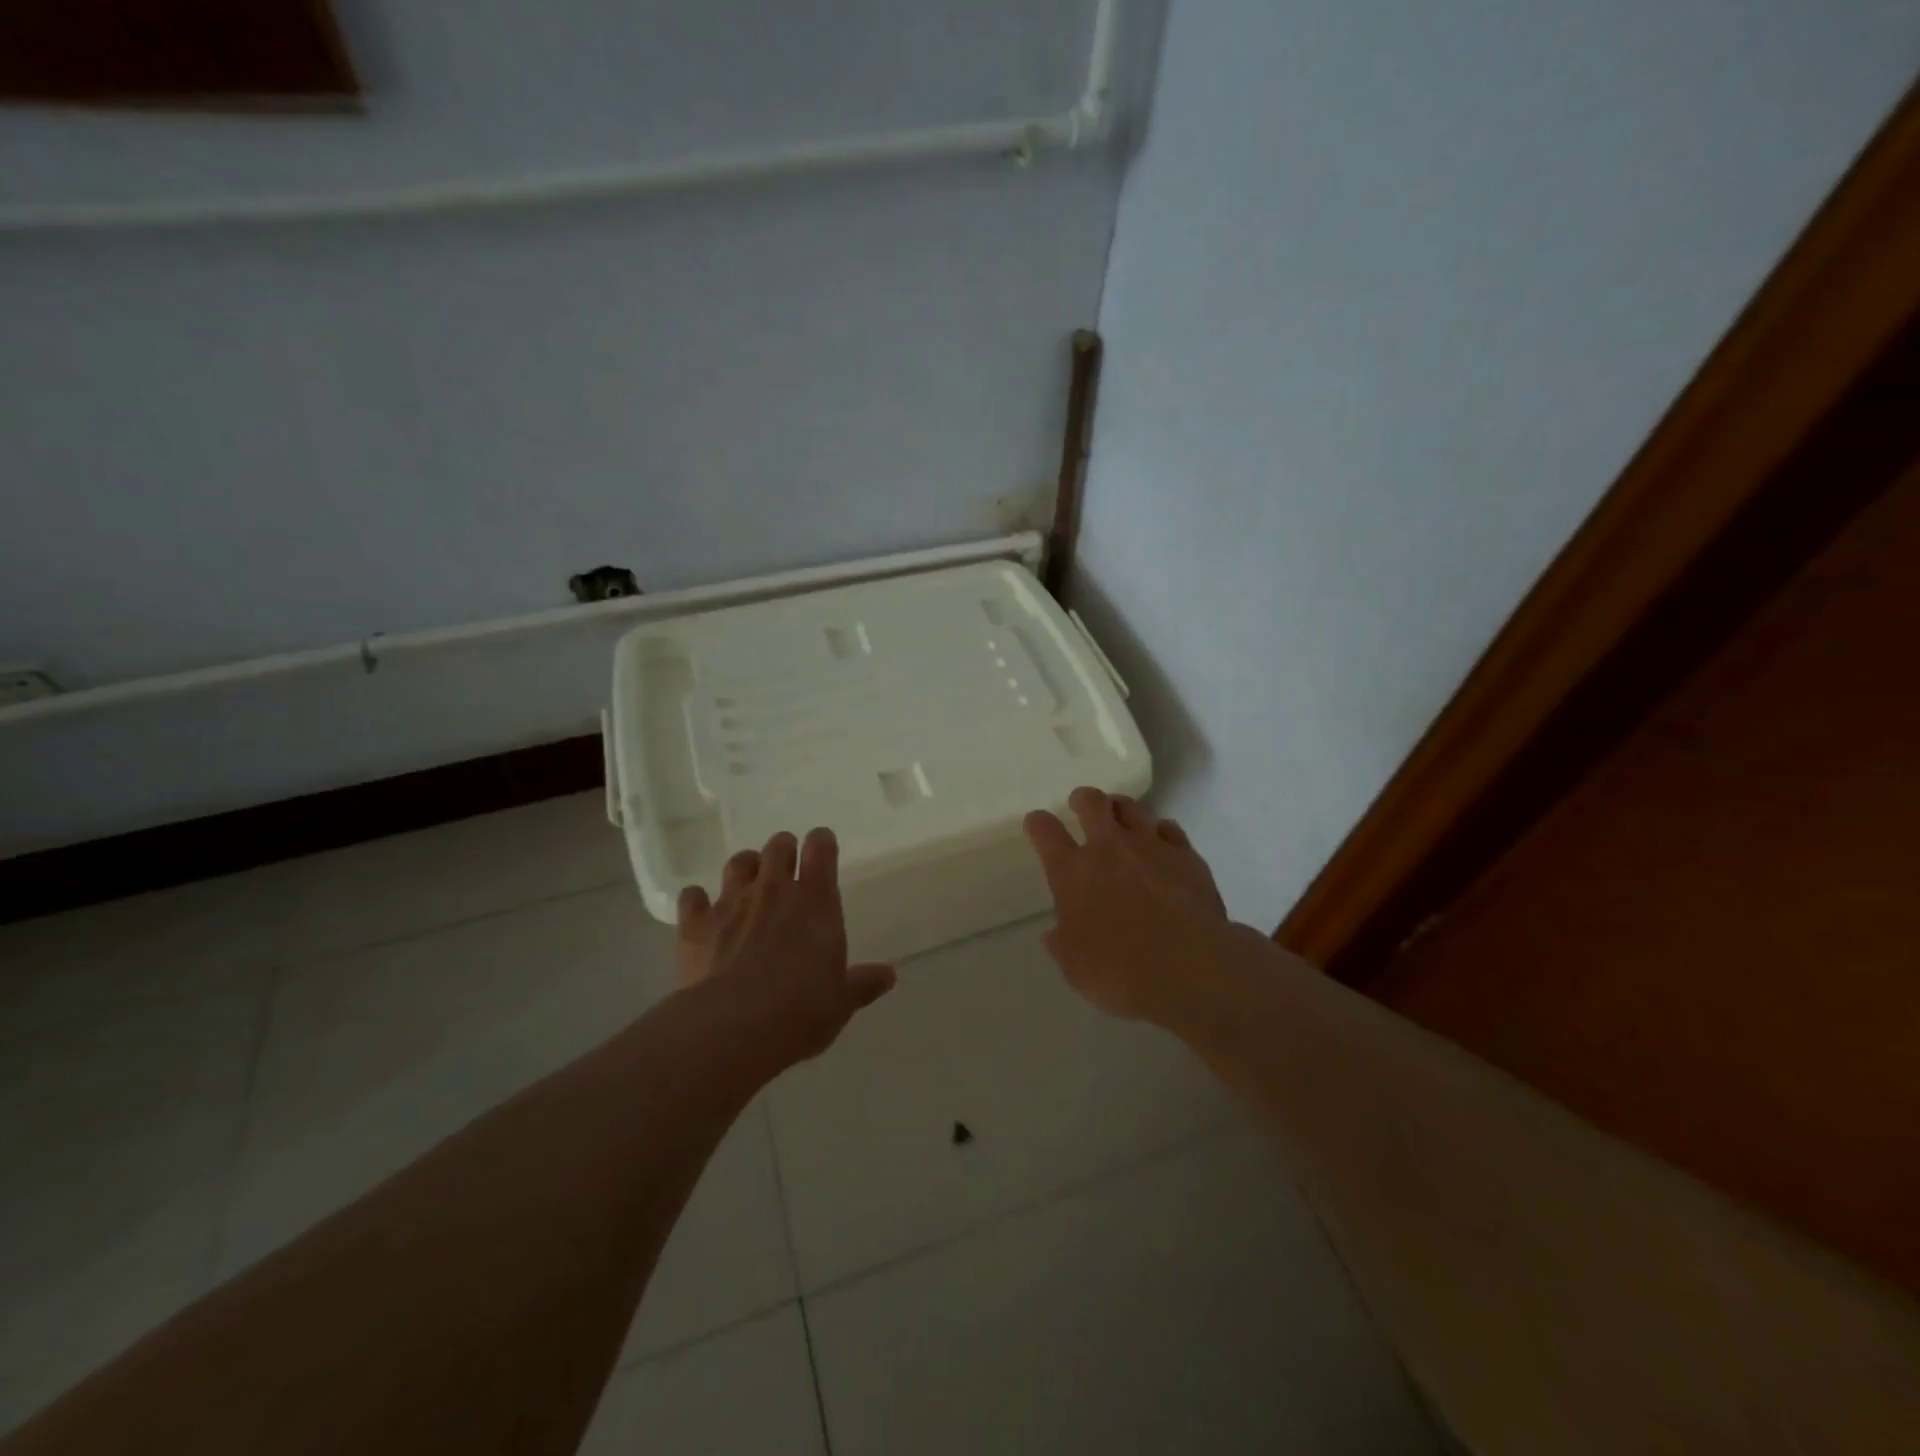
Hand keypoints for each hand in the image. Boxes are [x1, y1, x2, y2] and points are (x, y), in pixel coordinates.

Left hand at [675, 828, 896, 1073]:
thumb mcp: (841, 1001)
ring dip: (746, 868)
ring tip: (748, 884)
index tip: (822, 849)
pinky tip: (702, 913)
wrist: (735, 1027)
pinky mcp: (696, 924)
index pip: (821, 848)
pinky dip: (698, 900)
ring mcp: (731, 902)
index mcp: (816, 900)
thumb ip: (862, 983)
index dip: (821, 844)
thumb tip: (889, 976)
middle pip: (778, 846)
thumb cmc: (802, 1010)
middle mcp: (774, 889)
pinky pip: (692, 897)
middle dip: (783, 851)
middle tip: (786, 870)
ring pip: (738, 863)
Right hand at [1024, 787, 1233, 1025]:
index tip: (1037, 823)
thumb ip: (1063, 945)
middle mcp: (1108, 848)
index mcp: (1072, 872)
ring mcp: (1150, 846)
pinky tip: (1162, 842)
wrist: (1188, 965)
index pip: (1045, 832)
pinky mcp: (1186, 855)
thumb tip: (1055, 934)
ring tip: (1120, 817)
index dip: (1037, 823)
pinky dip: (1161, 832)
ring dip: (1121, 809)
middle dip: (1083, 799)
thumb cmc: (1120, 971)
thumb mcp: (1076, 968)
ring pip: (1132, 808)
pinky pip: (1170, 829)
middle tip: (1081, 804)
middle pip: (1092, 803)